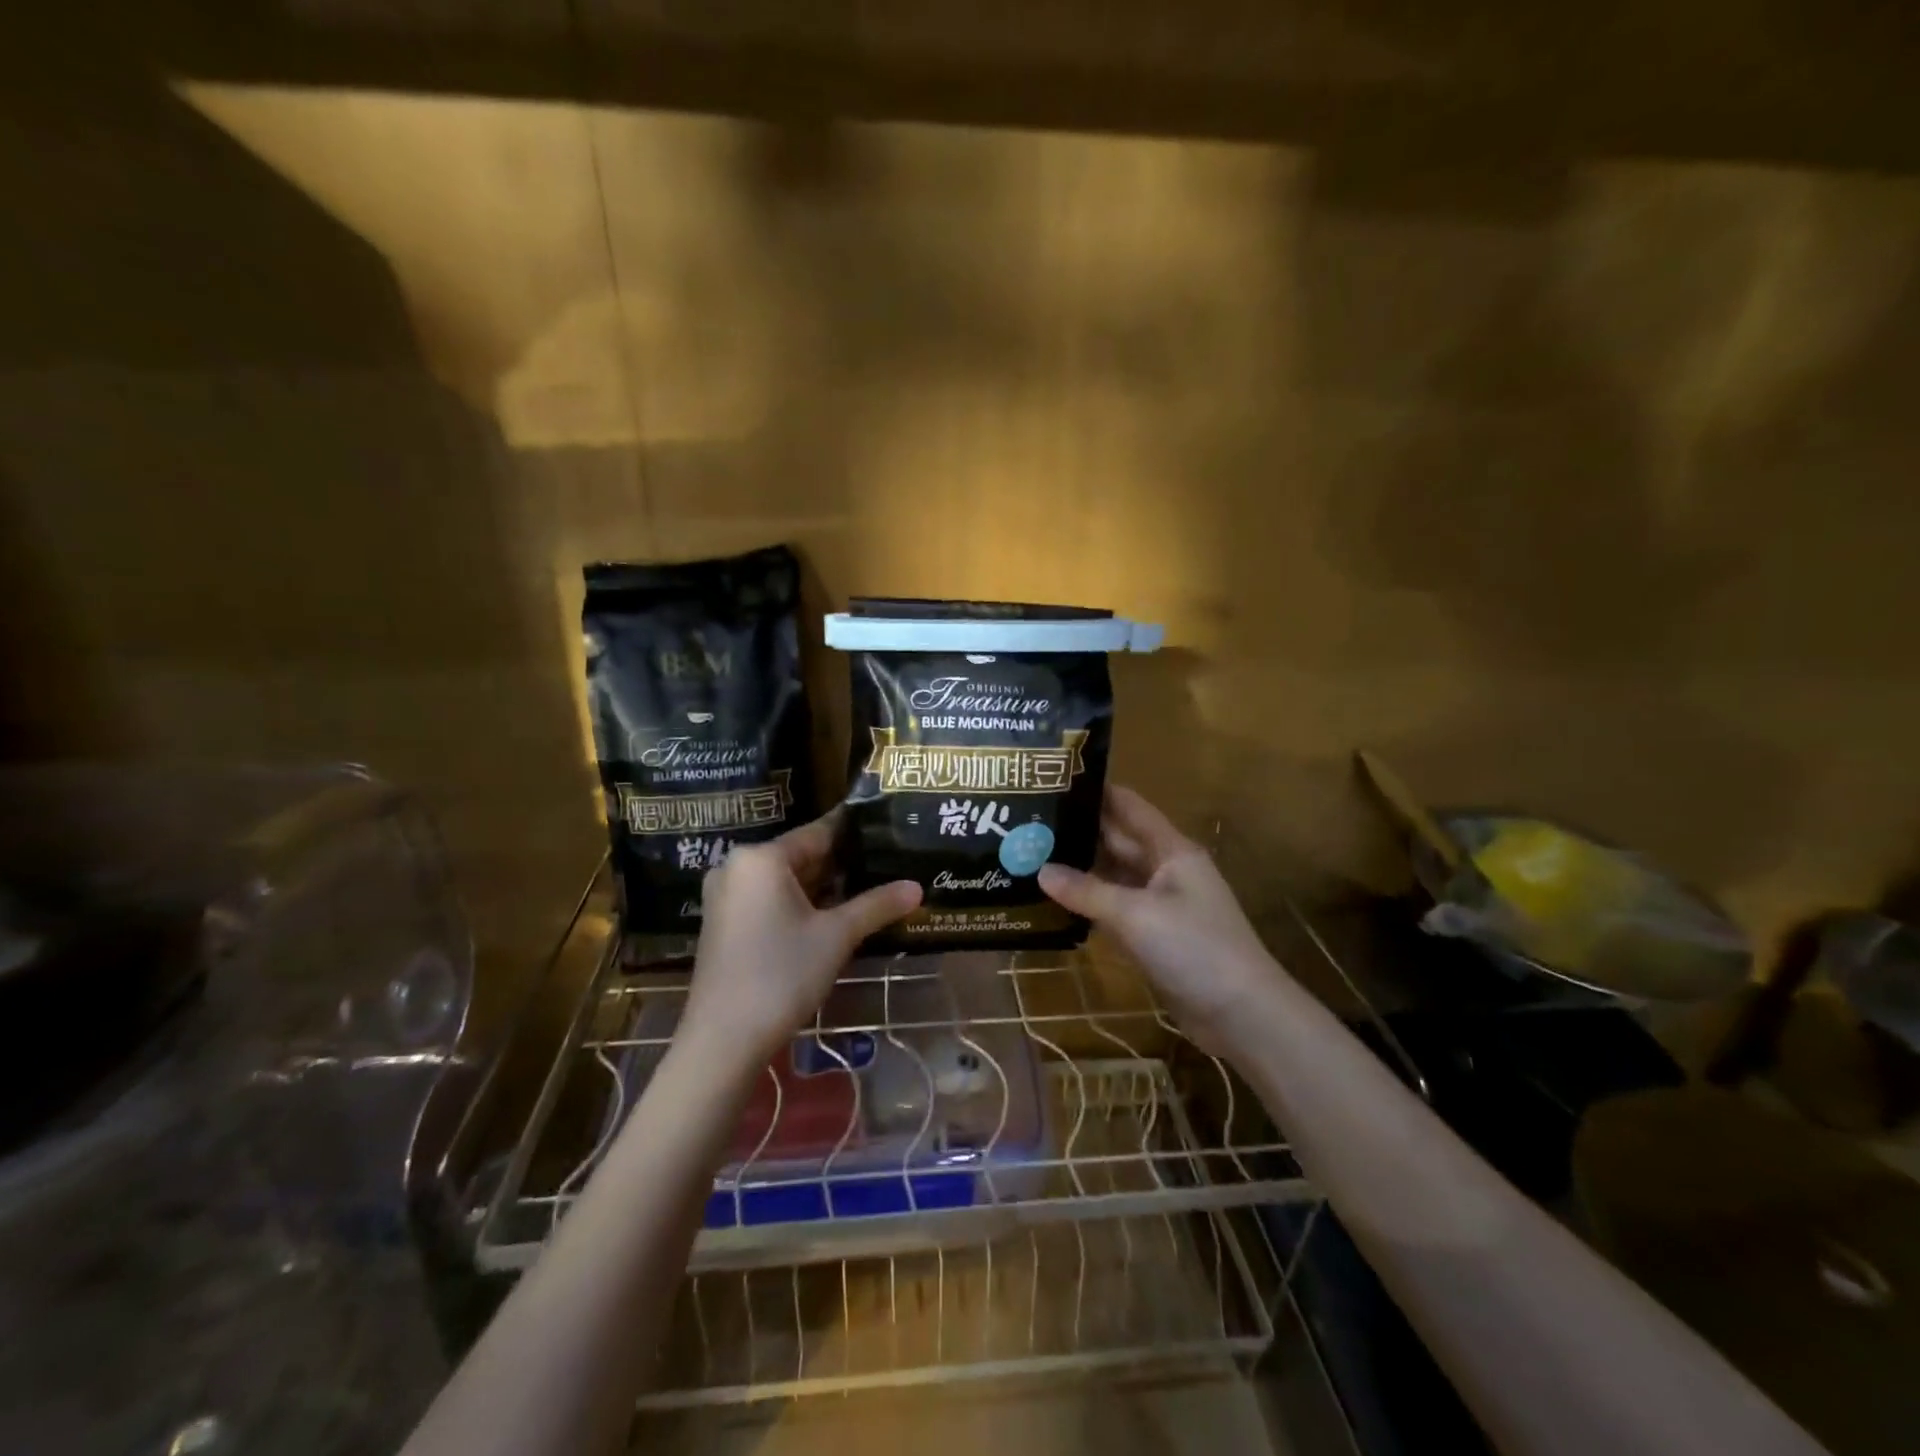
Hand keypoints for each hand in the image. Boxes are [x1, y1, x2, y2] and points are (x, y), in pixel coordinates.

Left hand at [681, 811, 920, 1066]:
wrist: (722, 1041)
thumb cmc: (781, 975)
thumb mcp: (837, 936)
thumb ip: (877, 905)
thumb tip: (917, 887)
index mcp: (761, 857)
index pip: (818, 832)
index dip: (855, 832)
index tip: (886, 827)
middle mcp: (737, 866)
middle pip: (800, 855)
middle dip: (842, 864)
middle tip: (887, 862)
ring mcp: (726, 896)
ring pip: (785, 880)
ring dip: (823, 887)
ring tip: (869, 887)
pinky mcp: (723, 923)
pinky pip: (769, 899)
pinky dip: (799, 904)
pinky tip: (833, 915)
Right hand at [1038, 785, 1277, 1055]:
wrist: (1242, 1015)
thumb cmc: (1195, 948)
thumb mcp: (1137, 915)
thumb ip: (1087, 892)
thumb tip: (1040, 871)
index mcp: (1171, 850)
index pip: (1129, 807)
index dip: (1096, 791)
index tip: (1054, 779)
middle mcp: (1164, 870)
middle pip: (1117, 840)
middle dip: (1078, 830)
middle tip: (1029, 821)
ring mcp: (1159, 904)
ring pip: (1113, 876)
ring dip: (1079, 868)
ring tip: (1031, 854)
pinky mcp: (1153, 936)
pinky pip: (1114, 909)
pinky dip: (1088, 903)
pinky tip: (1054, 900)